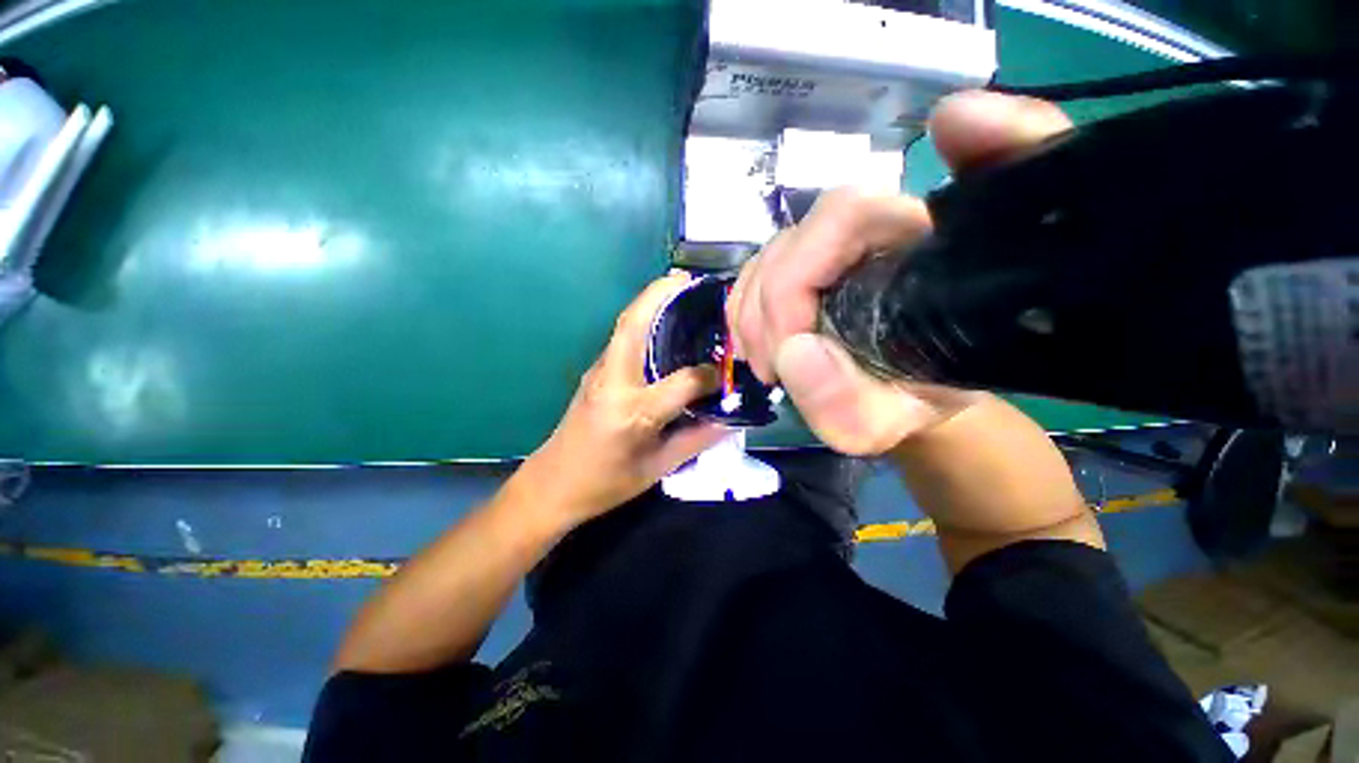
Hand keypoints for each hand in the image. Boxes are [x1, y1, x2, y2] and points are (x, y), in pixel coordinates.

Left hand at [515, 272, 727, 523]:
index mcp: (633, 412)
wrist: (551, 485)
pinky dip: (642, 320)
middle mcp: (614, 382)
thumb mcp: (657, 469)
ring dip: (650, 302)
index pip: (682, 381)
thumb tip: (729, 418)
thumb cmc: (605, 484)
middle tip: (689, 280)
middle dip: (661, 294)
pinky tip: (662, 325)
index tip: (725, 374)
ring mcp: (599, 372)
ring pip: (625, 325)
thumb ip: (697, 440)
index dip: (709, 376)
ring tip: (679, 291)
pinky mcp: (594, 372)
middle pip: (635, 325)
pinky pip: (621, 337)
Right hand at [727, 91, 1072, 454]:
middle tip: (772, 371)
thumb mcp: (889, 422)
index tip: (789, 346)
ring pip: (766, 258)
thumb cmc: (910, 404)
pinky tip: (756, 349)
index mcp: (917, 251)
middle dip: (766, 313)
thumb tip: (792, 353)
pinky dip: (744, 315)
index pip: (846, 216)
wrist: (907, 393)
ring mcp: (830, 246)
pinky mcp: (803, 264)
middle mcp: (872, 230)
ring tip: (768, 368)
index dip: (796, 276)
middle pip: (792, 242)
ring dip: (751, 319)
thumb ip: (849, 403)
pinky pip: (754, 275)